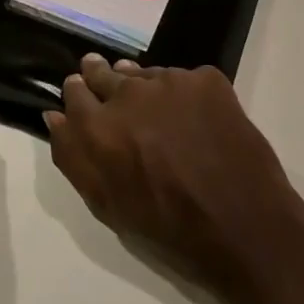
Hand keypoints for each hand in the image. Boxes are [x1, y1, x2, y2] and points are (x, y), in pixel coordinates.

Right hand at [45, 56, 303, 303]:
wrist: (248, 231)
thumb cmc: (171, 231)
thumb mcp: (108, 206)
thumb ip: (73, 157)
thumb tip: (54, 116)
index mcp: (100, 128)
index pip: (75, 91)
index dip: (79, 93)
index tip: (83, 96)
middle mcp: (130, 94)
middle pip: (105, 73)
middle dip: (102, 79)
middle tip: (114, 94)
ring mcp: (172, 82)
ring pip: (144, 74)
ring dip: (142, 87)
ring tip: (155, 111)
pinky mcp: (207, 80)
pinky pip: (183, 79)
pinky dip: (182, 95)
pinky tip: (194, 121)